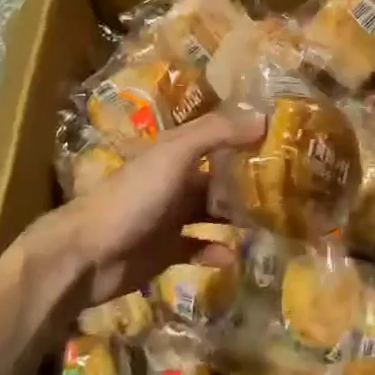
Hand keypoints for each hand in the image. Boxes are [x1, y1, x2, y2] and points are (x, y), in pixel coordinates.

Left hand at [38, 109, 265, 305]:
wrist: (87, 254)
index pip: (216, 137)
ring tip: (271, 221)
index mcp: (174, 152)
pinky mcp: (165, 252)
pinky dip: (216, 252)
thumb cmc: (133, 197)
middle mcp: (173, 180)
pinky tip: (235, 256)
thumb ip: (216, 133)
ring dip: (235, 216)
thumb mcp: (175, 155)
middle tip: (287, 187)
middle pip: (216, 176)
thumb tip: (264, 117)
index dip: (244, 136)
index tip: (282, 140)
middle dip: (245, 180)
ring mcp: (168, 217)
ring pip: (210, 212)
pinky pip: (198, 249)